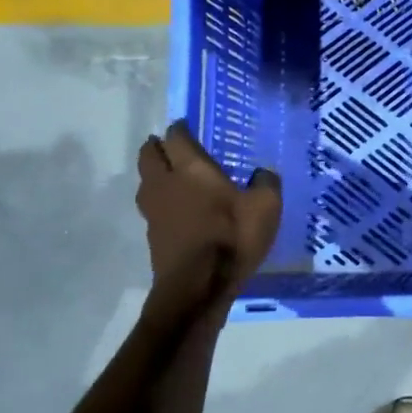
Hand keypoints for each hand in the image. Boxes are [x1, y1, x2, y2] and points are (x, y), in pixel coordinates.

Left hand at [136, 121, 281, 301]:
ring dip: (153, 172)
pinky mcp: (153, 234)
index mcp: (191, 169)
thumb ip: (266, 183)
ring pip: (145, 181)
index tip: (186, 125)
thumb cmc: (232, 238)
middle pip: (149, 156)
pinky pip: (152, 205)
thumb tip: (262, 173)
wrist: (197, 287)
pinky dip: (160, 198)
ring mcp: (154, 211)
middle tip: (169, 144)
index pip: (177, 137)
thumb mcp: (266, 207)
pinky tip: (175, 207)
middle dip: (157, 146)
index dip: (181, 128)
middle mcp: (165, 183)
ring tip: (168, 173)